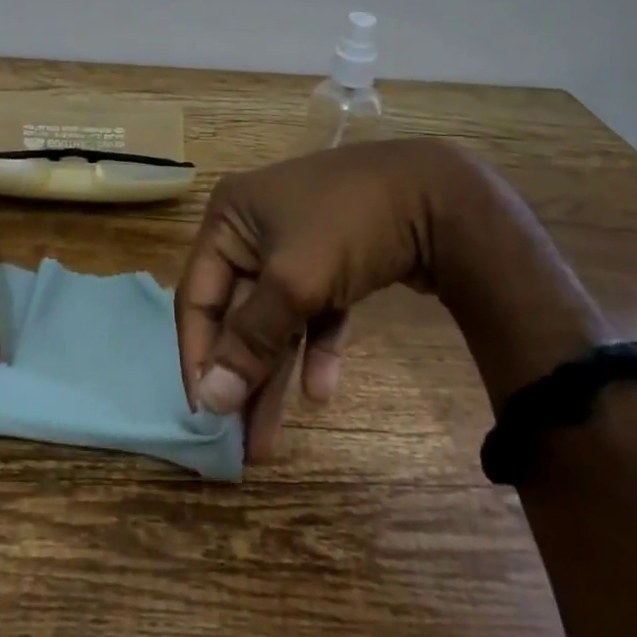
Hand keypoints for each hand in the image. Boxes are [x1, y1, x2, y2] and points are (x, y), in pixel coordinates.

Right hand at [175, 138, 480, 458]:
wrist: (438, 195)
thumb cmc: (347, 226)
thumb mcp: (293, 281)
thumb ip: (250, 340)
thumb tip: (209, 399)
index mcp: (230, 217)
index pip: (199, 294)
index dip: (199, 354)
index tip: (205, 416)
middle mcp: (255, 227)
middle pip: (237, 310)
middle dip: (240, 373)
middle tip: (238, 441)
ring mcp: (296, 242)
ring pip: (275, 315)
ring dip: (273, 370)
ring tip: (267, 440)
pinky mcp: (334, 259)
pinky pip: (313, 308)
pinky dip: (315, 344)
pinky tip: (321, 389)